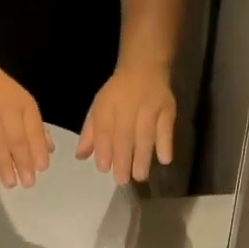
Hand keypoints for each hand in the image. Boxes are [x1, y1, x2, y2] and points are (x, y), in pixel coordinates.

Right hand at [0, 62, 52, 188]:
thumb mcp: (22, 104)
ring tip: (10, 183)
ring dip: (5, 164)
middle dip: (24, 162)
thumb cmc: (0, 92)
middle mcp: (7, 108)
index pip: (34, 130)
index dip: (39, 150)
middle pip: (17, 139)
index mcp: (24, 105)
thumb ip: (35, 128)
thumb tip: (49, 150)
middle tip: (28, 183)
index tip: (42, 169)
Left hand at [77, 62, 175, 184]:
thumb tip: (80, 157)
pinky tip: (164, 160)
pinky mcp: (168, 109)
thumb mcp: (99, 108)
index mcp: (108, 106)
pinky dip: (166, 143)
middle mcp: (128, 106)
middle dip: (123, 159)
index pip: (105, 129)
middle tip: (122, 180)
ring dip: (142, 157)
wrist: (145, 67)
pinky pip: (167, 128)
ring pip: (146, 134)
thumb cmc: (118, 94)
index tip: (104, 168)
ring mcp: (150, 107)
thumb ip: (91, 133)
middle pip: (125, 134)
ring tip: (139, 176)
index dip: (104, 148)